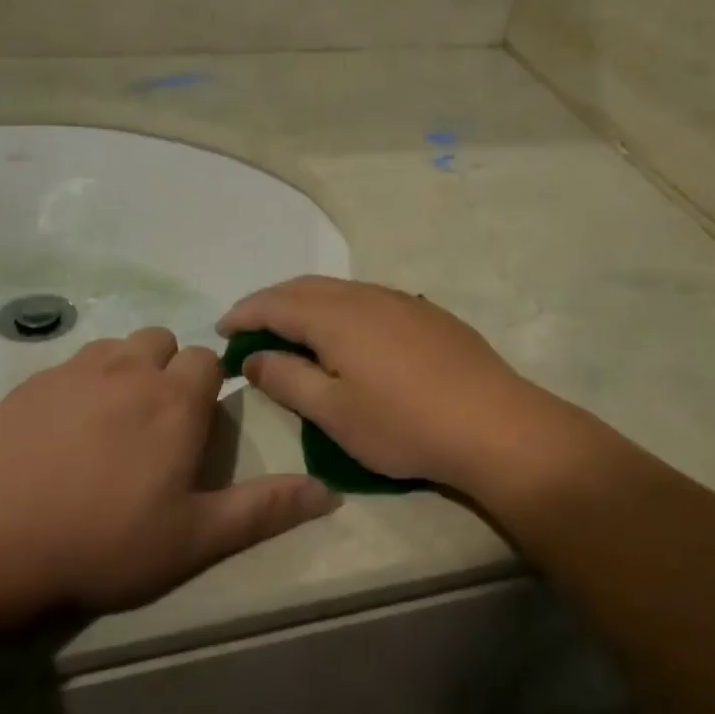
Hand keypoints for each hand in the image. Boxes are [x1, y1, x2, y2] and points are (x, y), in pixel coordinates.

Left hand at [0, 328, 336, 613]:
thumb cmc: (103, 542)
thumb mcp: (194, 538)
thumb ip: (263, 509)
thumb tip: (328, 492)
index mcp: (175, 401)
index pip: (208, 360)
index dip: (208, 388)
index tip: (195, 427)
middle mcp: (129, 369)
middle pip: (162, 342)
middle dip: (168, 371)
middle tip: (155, 426)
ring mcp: (74, 371)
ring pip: (116, 348)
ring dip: (125, 371)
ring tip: (110, 425)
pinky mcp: (30, 383)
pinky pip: (71, 364)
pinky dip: (81, 384)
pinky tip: (62, 432)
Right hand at [218, 277, 569, 497]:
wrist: (494, 425)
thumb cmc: (403, 425)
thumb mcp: (333, 412)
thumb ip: (287, 379)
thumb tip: (253, 357)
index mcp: (335, 316)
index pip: (274, 303)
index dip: (243, 313)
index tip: (220, 330)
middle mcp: (366, 296)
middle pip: (306, 288)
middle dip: (271, 303)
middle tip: (249, 328)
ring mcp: (403, 302)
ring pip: (341, 291)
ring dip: (307, 304)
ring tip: (292, 330)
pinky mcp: (429, 316)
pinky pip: (370, 300)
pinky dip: (341, 310)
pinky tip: (347, 335)